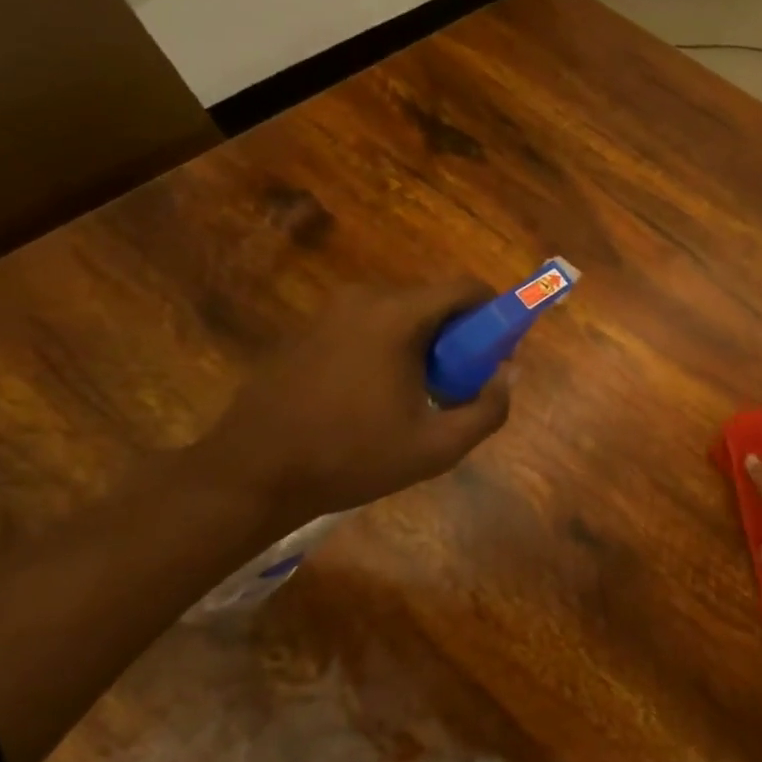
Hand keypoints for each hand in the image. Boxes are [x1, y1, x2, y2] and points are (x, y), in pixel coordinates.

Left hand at [203, 280, 512, 526]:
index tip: (500, 352)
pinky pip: (366, 326)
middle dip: (459, 335)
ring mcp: (328, 312)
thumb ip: (488, 410)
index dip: (495, 313)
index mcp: (396, 316)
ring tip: (419, 396)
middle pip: (433, 300)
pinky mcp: (306, 331)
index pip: (465, 288)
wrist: (253, 473)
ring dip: (423, 344)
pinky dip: (388, 348)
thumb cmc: (352, 457)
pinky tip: (375, 397)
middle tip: (462, 384)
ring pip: (399, 314)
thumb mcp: (437, 447)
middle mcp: (362, 299)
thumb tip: (507, 376)